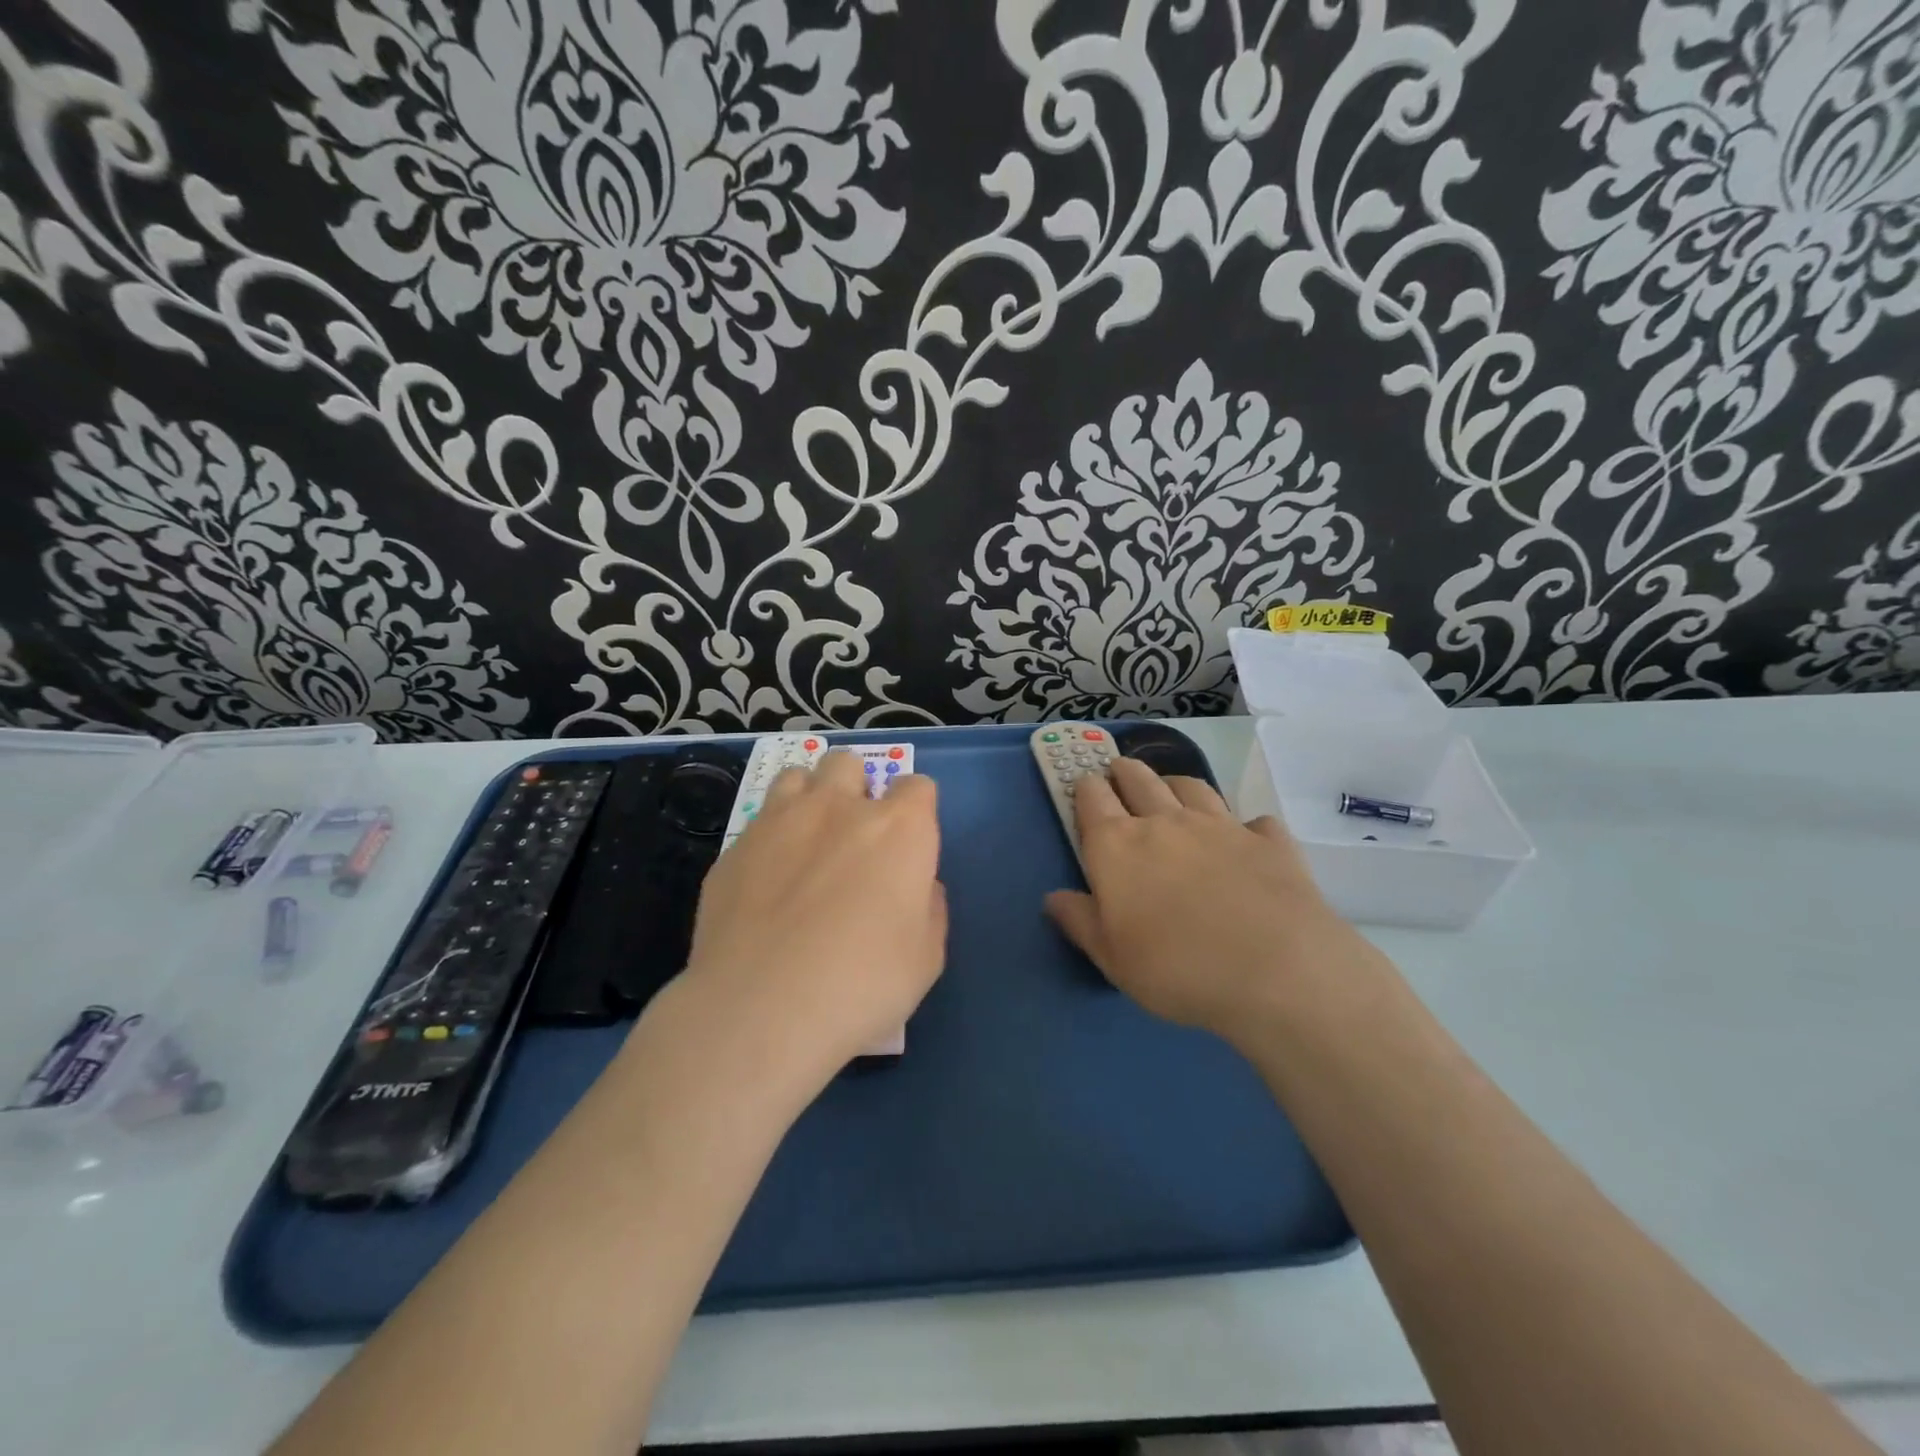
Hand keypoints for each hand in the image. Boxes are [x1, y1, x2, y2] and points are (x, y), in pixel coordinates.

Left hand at [679, 750, 946, 1084]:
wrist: (761, 1010)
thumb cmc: (862, 985)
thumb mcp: (926, 959)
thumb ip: (929, 909)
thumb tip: (917, 887)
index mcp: (898, 829)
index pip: (917, 787)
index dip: (916, 811)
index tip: (909, 845)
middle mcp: (838, 809)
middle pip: (849, 763)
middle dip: (856, 787)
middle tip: (854, 835)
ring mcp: (778, 822)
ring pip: (796, 776)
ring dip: (808, 797)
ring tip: (806, 840)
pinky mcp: (733, 848)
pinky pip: (757, 823)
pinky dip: (769, 839)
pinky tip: (765, 883)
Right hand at [1044, 757, 1365, 1038]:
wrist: (1277, 972)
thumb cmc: (1177, 969)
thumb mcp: (1113, 958)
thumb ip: (1080, 921)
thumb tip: (1054, 897)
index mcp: (1118, 847)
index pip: (1092, 798)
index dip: (1085, 787)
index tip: (1083, 784)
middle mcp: (1166, 822)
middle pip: (1139, 779)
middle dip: (1125, 771)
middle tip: (1119, 770)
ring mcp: (1221, 826)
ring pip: (1191, 787)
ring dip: (1175, 784)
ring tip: (1172, 790)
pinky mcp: (1268, 841)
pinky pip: (1254, 821)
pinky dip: (1245, 825)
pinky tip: (1247, 838)